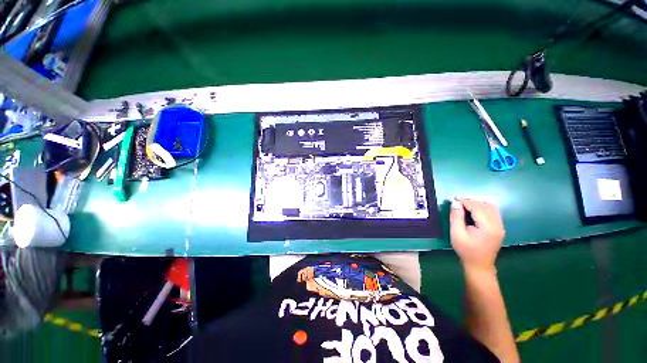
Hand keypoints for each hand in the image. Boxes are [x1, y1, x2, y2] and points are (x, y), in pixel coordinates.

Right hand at [450, 198, 504, 272]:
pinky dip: (483, 208)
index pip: (477, 208)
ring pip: (491, 208)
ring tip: (465, 206)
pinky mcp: (499, 228)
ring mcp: (500, 226)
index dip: (465, 202)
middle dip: (471, 202)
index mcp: (488, 227)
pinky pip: (493, 212)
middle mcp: (497, 225)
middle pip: (485, 206)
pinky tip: (474, 211)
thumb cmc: (466, 250)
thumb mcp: (456, 233)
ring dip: (478, 204)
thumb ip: (456, 217)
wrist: (479, 265)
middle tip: (458, 203)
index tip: (454, 200)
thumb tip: (455, 203)